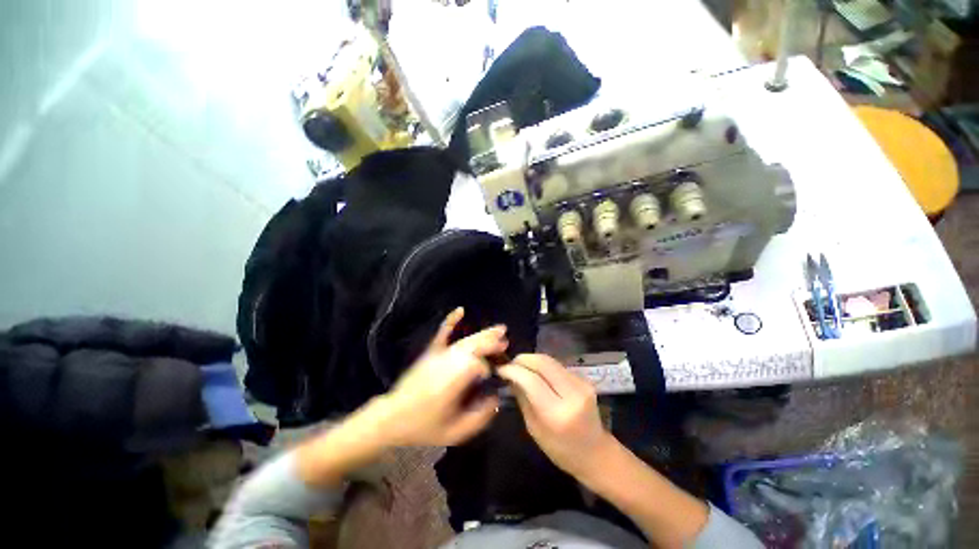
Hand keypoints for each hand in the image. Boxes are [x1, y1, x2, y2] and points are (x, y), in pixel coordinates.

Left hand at [369, 308, 505, 446]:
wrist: (392, 417)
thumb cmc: (423, 427)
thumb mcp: (454, 433)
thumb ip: (479, 418)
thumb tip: (496, 399)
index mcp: (451, 383)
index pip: (476, 366)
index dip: (487, 368)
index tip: (492, 376)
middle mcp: (446, 364)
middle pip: (473, 347)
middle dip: (491, 343)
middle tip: (506, 342)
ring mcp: (437, 355)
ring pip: (465, 341)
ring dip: (483, 334)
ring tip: (500, 329)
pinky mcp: (430, 352)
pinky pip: (441, 334)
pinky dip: (451, 321)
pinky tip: (460, 310)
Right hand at [498, 354, 613, 477]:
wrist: (596, 453)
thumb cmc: (560, 449)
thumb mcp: (534, 428)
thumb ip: (523, 398)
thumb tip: (510, 376)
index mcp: (557, 413)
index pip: (531, 380)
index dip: (513, 370)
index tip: (501, 369)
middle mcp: (572, 394)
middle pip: (543, 363)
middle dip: (523, 359)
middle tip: (510, 364)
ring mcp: (581, 384)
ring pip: (550, 360)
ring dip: (532, 360)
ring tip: (520, 366)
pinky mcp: (585, 379)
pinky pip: (558, 365)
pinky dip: (543, 365)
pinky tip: (536, 372)